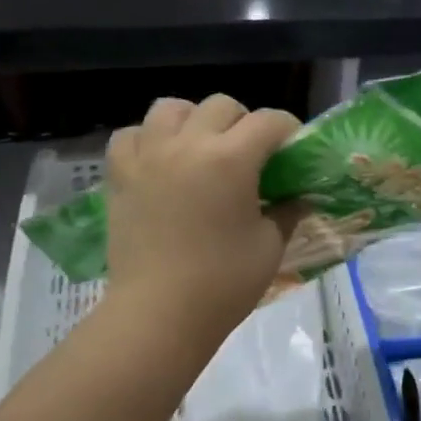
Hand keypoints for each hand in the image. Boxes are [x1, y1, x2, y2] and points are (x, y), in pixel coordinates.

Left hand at [104, 95, 302, 335]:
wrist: (158, 314)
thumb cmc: (223, 283)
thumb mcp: (269, 246)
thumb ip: (286, 212)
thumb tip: (299, 198)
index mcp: (231, 159)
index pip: (268, 121)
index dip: (288, 129)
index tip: (293, 148)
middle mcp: (188, 144)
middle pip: (221, 106)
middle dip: (243, 122)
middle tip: (249, 154)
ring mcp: (149, 156)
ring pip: (171, 108)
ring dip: (193, 120)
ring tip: (200, 147)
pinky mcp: (120, 175)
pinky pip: (131, 135)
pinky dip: (148, 139)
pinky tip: (159, 160)